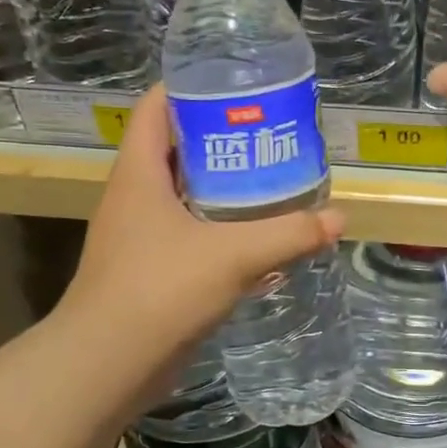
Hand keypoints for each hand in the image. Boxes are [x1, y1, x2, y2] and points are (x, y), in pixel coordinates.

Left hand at [55, 86, 343, 408]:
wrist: (108, 364)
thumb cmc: (160, 290)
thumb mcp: (233, 255)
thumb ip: (289, 234)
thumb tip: (338, 218)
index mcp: (139, 174)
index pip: (155, 108)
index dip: (190, 87)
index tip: (236, 83)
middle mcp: (134, 198)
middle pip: (176, 150)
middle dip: (222, 140)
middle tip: (270, 136)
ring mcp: (139, 237)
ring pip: (185, 197)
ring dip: (223, 189)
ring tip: (271, 182)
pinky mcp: (150, 272)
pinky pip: (189, 237)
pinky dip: (220, 231)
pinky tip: (256, 240)